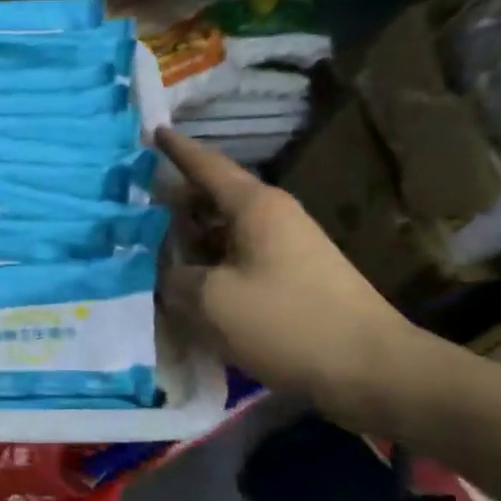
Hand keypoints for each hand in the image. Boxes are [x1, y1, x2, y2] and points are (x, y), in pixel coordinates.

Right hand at [156, 127, 417, 422]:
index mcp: (254, 207)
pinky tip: (182, 280)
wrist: (370, 369)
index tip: (151, 131)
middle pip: (212, 197)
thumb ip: (173, 278)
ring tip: (145, 244)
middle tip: (130, 202)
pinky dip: (206, 261)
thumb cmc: (286, 322)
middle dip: (173, 199)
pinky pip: (235, 256)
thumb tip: (158, 270)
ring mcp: (284, 247)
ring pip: (221, 229)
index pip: (207, 166)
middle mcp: (271, 217)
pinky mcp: (289, 277)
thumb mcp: (211, 300)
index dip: (176, 150)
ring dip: (187, 235)